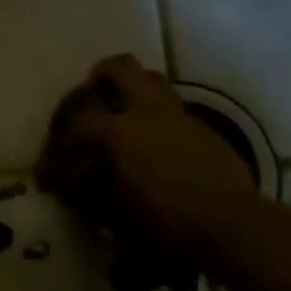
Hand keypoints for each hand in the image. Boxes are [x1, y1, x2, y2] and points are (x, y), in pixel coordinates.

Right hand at [38, 55, 264, 265]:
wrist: (231, 222)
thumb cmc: (168, 219)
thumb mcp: (120, 210)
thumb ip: (94, 188)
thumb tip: (73, 182)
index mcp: (121, 130)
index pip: (81, 120)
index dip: (65, 134)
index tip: (59, 153)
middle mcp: (148, 111)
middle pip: (122, 68)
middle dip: (103, 72)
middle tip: (94, 86)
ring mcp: (179, 115)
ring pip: (153, 79)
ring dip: (136, 86)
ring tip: (126, 108)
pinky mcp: (204, 128)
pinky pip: (174, 108)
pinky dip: (159, 114)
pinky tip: (159, 142)